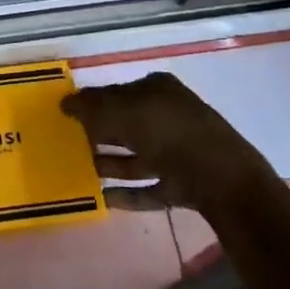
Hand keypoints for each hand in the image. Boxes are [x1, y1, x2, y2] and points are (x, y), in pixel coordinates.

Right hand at [61, 72, 270, 212]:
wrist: (225, 181)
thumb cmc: (168, 133)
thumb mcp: (122, 113)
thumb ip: (90, 108)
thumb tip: (64, 103)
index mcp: (157, 89)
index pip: (116, 91)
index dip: (91, 103)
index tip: (66, 117)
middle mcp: (169, 115)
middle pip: (126, 123)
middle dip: (99, 134)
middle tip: (68, 145)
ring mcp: (179, 151)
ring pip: (136, 155)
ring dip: (110, 163)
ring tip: (80, 172)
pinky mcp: (185, 184)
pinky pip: (149, 186)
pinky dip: (128, 192)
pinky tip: (103, 199)